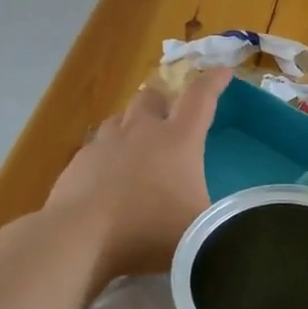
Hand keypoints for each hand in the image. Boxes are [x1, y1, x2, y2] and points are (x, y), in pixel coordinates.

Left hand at [44, 68, 228, 282]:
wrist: (80, 238)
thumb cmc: (149, 230)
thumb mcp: (200, 228)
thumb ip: (217, 218)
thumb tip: (229, 219)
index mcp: (179, 140)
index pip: (201, 97)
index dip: (214, 80)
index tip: (224, 71)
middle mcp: (142, 131)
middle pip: (152, 96)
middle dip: (164, 100)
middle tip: (172, 117)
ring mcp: (105, 143)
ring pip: (121, 118)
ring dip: (133, 124)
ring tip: (139, 146)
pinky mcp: (79, 162)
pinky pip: (97, 146)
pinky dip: (108, 153)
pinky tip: (109, 176)